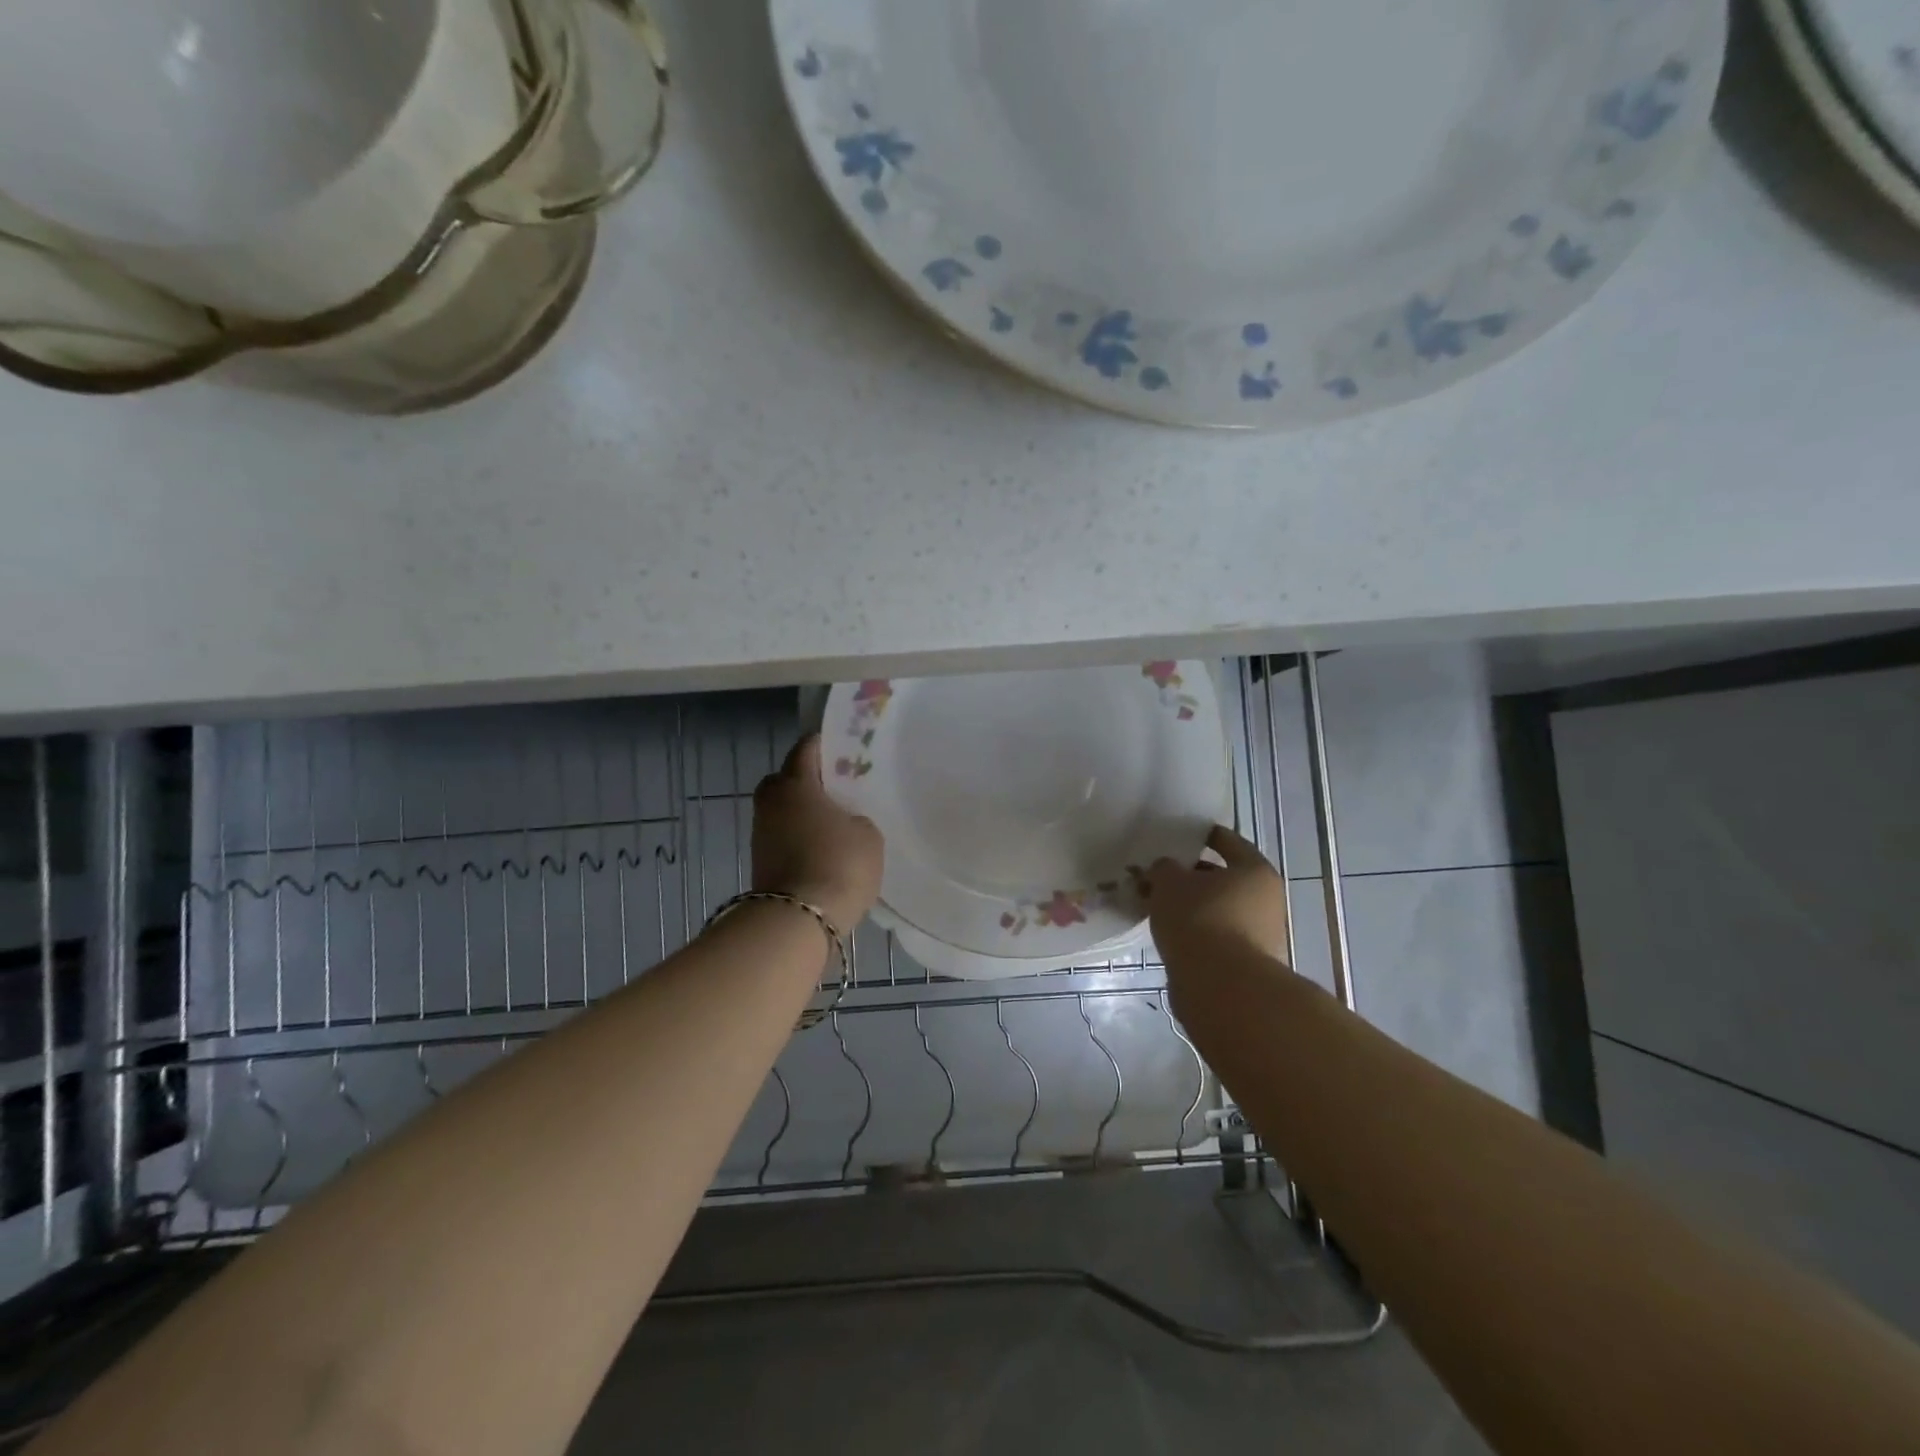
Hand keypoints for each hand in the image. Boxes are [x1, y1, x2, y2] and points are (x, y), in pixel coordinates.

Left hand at [752, 735, 884, 934]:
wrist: (799, 920)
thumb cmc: (839, 864)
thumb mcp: (868, 834)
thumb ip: (855, 817)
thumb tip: (842, 822)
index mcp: (796, 783)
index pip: (805, 748)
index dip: (824, 744)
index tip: (843, 748)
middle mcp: (771, 802)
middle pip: (785, 778)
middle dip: (806, 779)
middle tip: (836, 788)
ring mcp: (761, 833)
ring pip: (782, 810)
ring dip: (801, 812)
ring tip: (832, 822)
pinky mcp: (760, 862)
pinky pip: (782, 836)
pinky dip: (798, 837)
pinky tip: (821, 848)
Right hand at [1145, 825, 1290, 972]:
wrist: (1222, 988)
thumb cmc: (1199, 920)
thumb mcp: (1169, 882)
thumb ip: (1165, 869)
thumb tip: (1167, 871)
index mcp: (1255, 871)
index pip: (1228, 842)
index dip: (1203, 836)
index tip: (1181, 836)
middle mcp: (1265, 901)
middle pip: (1223, 879)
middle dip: (1190, 877)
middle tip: (1158, 876)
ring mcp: (1259, 935)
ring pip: (1217, 910)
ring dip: (1190, 907)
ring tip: (1156, 907)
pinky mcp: (1246, 964)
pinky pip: (1214, 937)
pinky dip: (1194, 933)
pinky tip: (1168, 934)